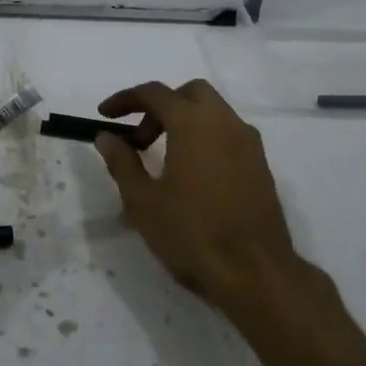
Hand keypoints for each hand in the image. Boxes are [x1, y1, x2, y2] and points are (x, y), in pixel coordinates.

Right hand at [94, 80, 299, 313]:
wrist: (255, 272)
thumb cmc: (191, 234)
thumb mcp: (143, 201)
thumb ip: (122, 162)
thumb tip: (106, 137)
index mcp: (194, 124)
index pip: (155, 93)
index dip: (125, 99)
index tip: (104, 115)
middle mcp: (226, 124)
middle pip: (190, 94)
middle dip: (160, 107)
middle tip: (139, 141)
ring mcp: (249, 145)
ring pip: (213, 114)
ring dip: (184, 123)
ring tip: (162, 161)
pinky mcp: (261, 167)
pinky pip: (228, 136)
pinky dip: (204, 140)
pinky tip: (191, 178)